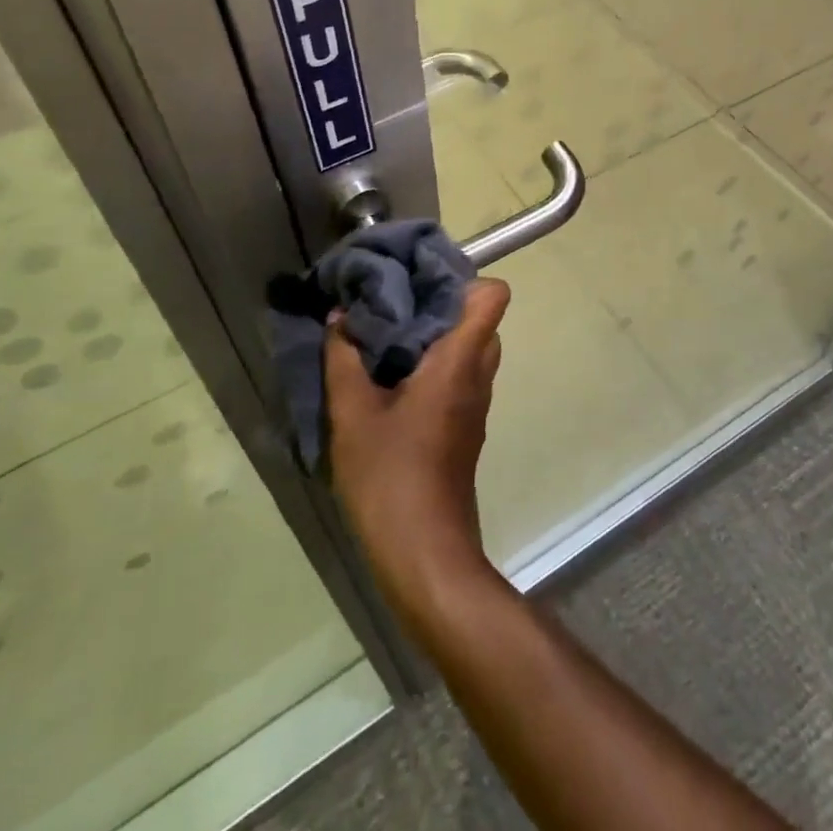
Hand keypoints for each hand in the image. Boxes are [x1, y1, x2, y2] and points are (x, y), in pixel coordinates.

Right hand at [326, 278, 510, 625]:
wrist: (424, 552)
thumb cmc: (390, 476)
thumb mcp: (352, 414)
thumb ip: (343, 359)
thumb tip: (339, 317)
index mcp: (460, 360)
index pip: (493, 296)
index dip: (464, 279)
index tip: (420, 280)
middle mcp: (478, 375)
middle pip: (480, 319)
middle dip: (443, 304)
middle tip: (397, 304)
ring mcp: (477, 404)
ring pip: (471, 349)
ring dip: (438, 336)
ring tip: (390, 337)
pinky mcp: (466, 427)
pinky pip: (462, 377)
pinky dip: (437, 365)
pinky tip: (393, 379)